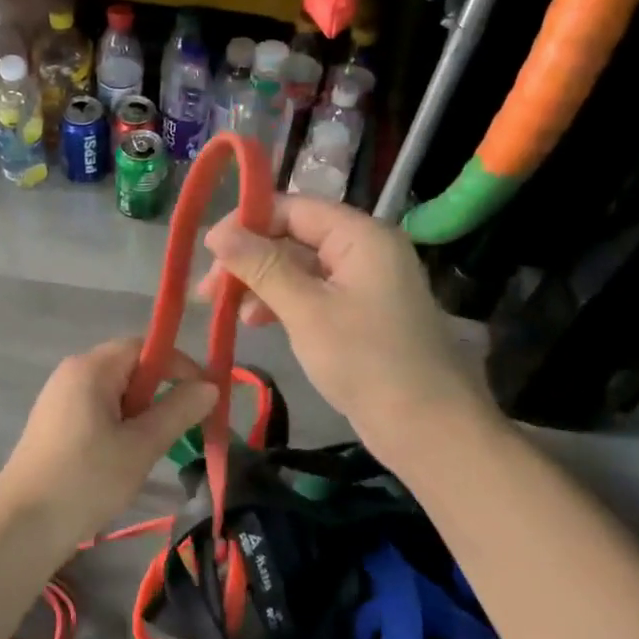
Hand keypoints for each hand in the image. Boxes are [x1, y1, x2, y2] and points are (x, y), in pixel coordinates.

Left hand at [0, 337, 216, 554]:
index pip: (144, 346)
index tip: (204, 397)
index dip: (179, 365)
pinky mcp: (54, 423)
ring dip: (141, 412)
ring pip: (115, 392)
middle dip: (161, 391)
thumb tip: (210, 385)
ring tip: (153, 448)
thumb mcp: (141, 446)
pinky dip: (120, 424)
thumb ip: (178, 411)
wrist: (21, 527)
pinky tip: (124, 458)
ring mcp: (59, 398)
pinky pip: (97, 409)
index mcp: (91, 368)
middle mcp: (72, 372)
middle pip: (129, 366)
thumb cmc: (86, 480)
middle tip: (182, 427)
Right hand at [198, 196, 495, 455]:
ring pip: (300, 268)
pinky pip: (313, 294)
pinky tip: (257, 322)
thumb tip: (216, 232)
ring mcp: (365, 283)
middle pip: (295, 236)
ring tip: (228, 310)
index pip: (294, 208)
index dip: (248, 222)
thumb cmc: (367, 361)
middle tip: (209, 288)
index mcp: (361, 236)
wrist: (430, 431)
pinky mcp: (361, 314)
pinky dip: (283, 303)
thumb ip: (261, 266)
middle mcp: (365, 250)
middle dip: (250, 258)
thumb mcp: (306, 310)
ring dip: (261, 283)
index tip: (208, 249)